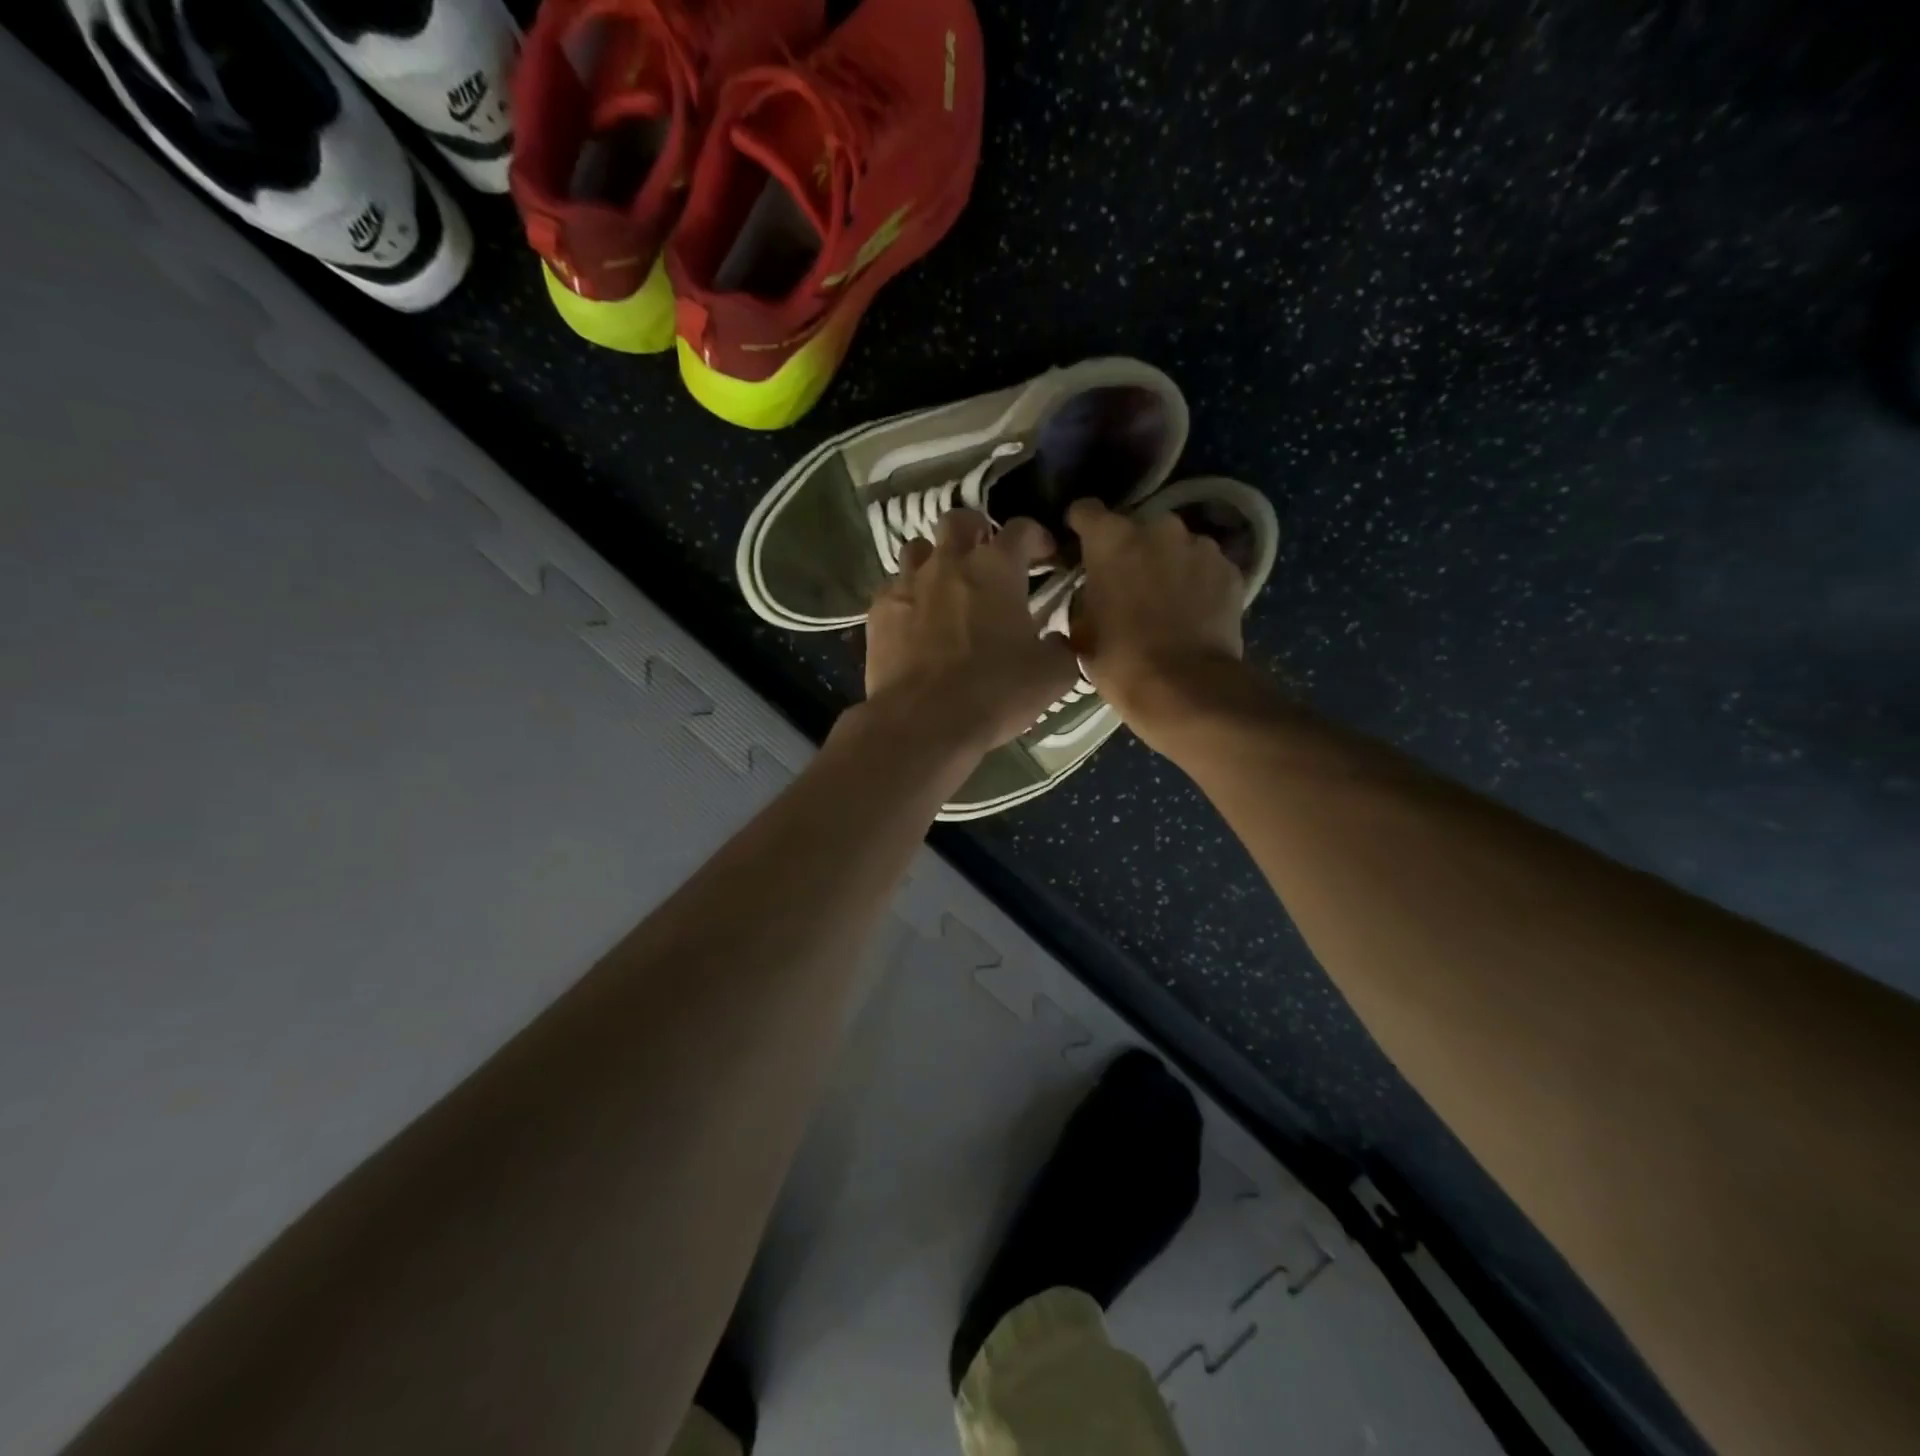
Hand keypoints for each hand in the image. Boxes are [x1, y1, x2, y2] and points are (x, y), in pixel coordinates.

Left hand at [862, 510, 1079, 762]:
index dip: (1037, 537)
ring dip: (935, 558)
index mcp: (996, 568)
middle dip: (976, 532)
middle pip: (959, 521)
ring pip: (918, 548)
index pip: (1021, 529)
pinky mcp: (879, 611)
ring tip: (946, 584)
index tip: (1045, 555)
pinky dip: (908, 595)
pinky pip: (893, 587)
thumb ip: (1062, 649)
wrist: (923, 722)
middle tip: (987, 557)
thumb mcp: (1052, 676)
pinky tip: (915, 619)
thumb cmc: (994, 692)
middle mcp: (949, 563)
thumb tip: (1059, 641)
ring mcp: (908, 583)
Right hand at [1067, 498, 1245, 723]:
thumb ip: (1086, 596)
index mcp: (1111, 539)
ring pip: (1176, 546)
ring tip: (1167, 601)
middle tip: (1128, 585)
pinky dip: (1198, 582)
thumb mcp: (1082, 630)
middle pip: (1137, 528)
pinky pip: (1205, 567)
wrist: (1186, 687)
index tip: (1080, 546)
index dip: (1080, 527)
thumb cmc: (1121, 660)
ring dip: (1168, 564)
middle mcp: (1158, 528)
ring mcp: (1200, 546)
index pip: (1086, 510)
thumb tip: (1093, 590)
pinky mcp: (1231, 569)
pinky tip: (1195, 612)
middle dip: (1131, 550)